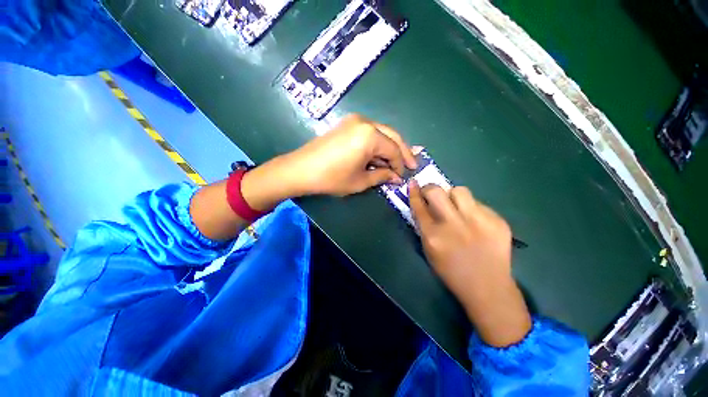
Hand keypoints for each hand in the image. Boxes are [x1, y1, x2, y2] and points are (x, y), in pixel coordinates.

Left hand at [273, 114, 416, 196]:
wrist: (301, 169)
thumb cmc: (332, 178)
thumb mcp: (360, 181)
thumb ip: (382, 176)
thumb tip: (396, 177)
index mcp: (370, 136)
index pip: (394, 150)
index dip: (401, 165)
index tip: (403, 177)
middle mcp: (365, 122)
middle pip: (392, 136)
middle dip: (402, 152)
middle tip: (411, 165)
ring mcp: (354, 121)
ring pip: (382, 133)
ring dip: (390, 148)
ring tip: (396, 162)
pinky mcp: (347, 124)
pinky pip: (370, 133)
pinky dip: (377, 144)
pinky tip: (380, 155)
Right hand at [409, 182, 531, 346]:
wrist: (488, 288)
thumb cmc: (451, 271)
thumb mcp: (429, 250)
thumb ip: (424, 226)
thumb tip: (422, 204)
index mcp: (433, 236)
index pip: (419, 206)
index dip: (414, 192)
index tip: (413, 183)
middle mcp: (453, 225)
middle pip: (437, 191)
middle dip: (431, 189)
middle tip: (432, 195)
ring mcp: (478, 221)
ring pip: (460, 190)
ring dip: (453, 196)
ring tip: (456, 207)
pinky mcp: (497, 221)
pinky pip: (478, 204)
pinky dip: (471, 208)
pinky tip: (474, 222)